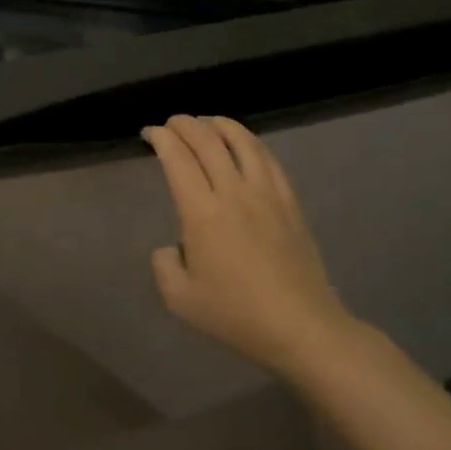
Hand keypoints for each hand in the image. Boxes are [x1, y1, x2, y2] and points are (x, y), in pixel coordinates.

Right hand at [144, 115, 354, 377]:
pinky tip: (244, 144)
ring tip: (206, 122)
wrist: (301, 327)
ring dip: (219, 124)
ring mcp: (266, 194)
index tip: (149, 133)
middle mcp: (233, 192)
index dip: (161, 138)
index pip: (177, 158)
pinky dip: (250, 142)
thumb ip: (164, 264)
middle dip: (185, 124)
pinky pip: (268, 159)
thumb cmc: (235, 314)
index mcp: (202, 212)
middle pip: (208, 141)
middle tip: (171, 123)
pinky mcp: (290, 203)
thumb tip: (172, 247)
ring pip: (242, 142)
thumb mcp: (179, 298)